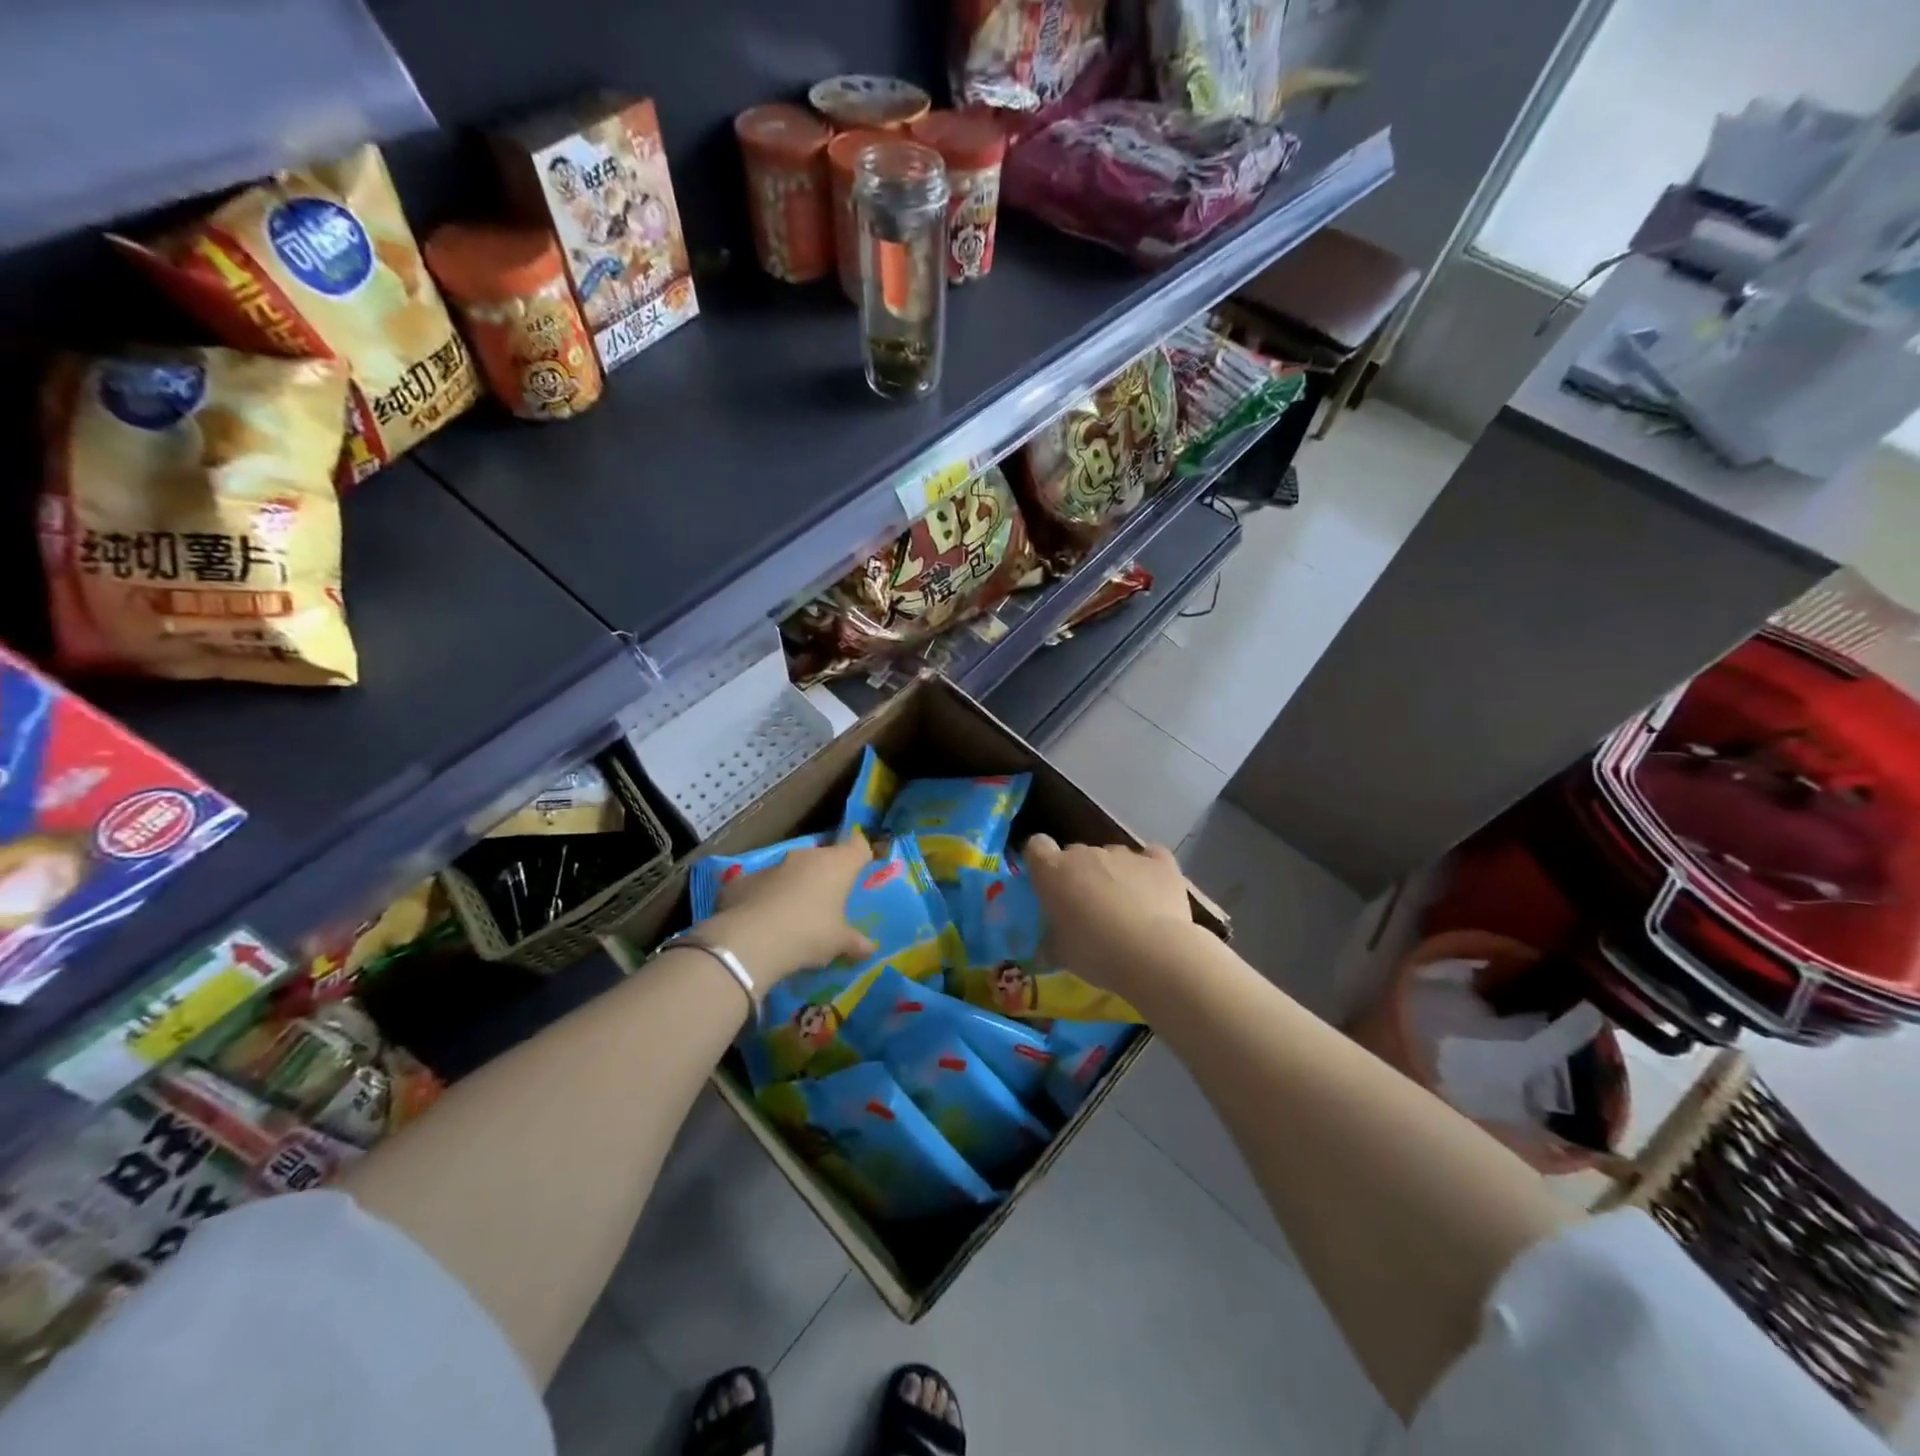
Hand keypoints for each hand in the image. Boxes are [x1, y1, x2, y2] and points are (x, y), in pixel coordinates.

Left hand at [698, 838, 877, 988]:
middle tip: (829, 899)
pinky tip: (761, 919)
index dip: (862, 855)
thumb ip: (856, 942)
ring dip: (795, 884)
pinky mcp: (743, 879)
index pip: (858, 846)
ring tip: (794, 912)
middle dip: (827, 874)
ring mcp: (773, 865)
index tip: (863, 869)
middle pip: (824, 857)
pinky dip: (764, 896)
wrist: (751, 941)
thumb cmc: (809, 934)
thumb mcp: (839, 943)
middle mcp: (806, 857)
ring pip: (791, 869)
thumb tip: (871, 948)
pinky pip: (761, 884)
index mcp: (837, 864)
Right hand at [1023, 834, 1194, 991]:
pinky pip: (1150, 857)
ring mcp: (1125, 854)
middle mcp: (1086, 854)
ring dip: (1113, 875)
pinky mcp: (1159, 862)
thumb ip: (1050, 942)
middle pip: (1076, 854)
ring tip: (1126, 910)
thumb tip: (1046, 947)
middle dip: (1079, 875)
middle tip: (1087, 909)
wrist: (1152, 954)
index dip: (1041, 861)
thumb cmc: (1095, 953)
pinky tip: (1153, 891)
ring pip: (1112, 857)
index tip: (1047, 883)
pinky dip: (1148, 870)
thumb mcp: (1060, 954)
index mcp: (1053, 871)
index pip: (1036, 846)